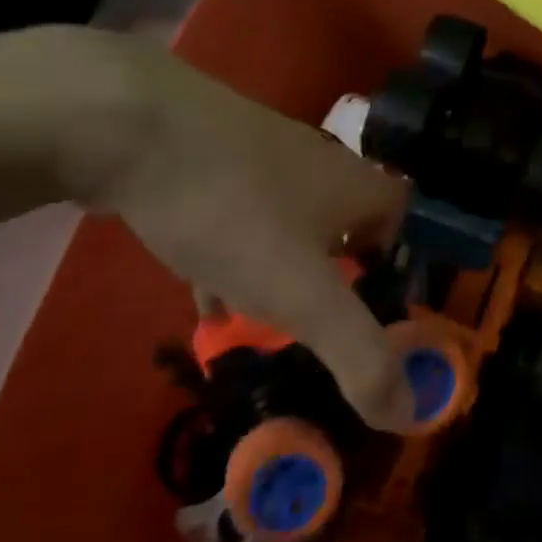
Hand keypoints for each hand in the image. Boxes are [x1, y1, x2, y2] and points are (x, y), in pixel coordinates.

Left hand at [64, 35, 411, 430]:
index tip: (376, 319)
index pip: (403, 223)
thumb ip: (359, 355)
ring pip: (288, 226)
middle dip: (335, 282)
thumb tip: (409, 414)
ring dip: (282, 274)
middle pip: (345, 228)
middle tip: (317, 334)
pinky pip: (240, 218)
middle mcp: (319, 166)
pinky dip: (235, 259)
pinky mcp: (212, 159)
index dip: (399, 269)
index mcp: (356, 187)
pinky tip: (209, 295)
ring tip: (263, 330)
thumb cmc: (234, 210)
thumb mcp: (302, 293)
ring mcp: (263, 157)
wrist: (132, 127)